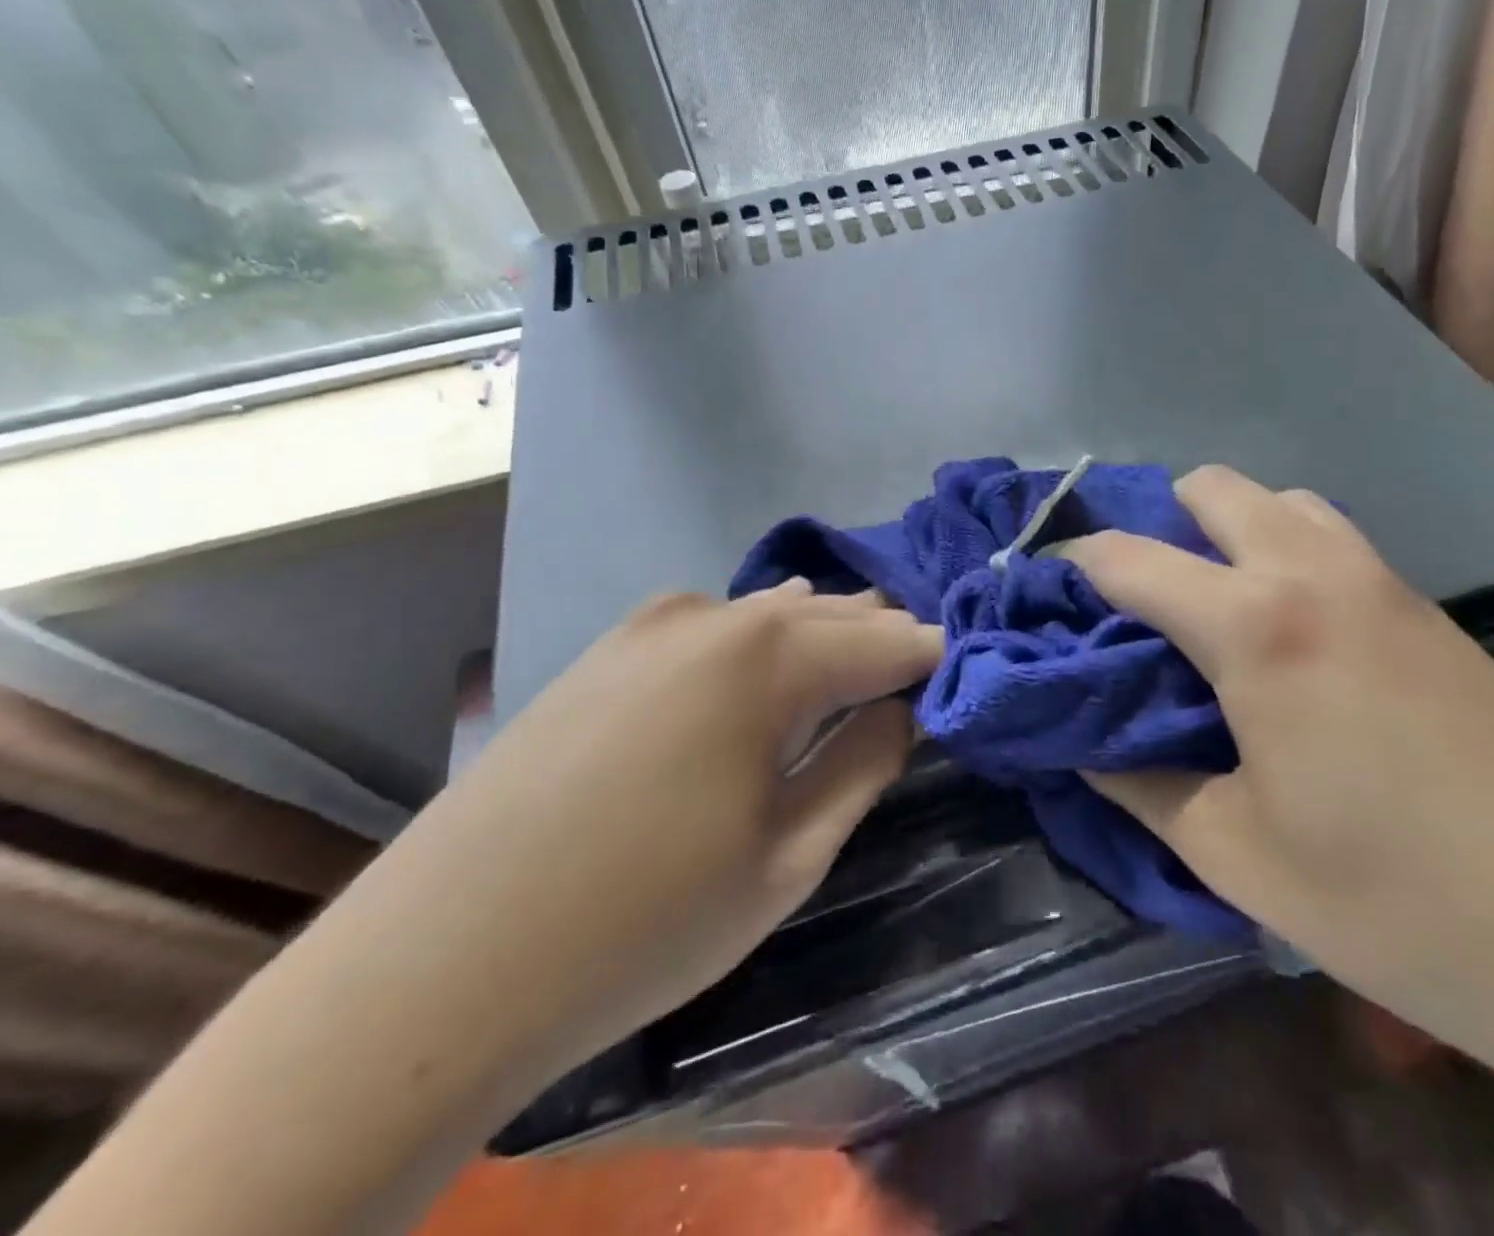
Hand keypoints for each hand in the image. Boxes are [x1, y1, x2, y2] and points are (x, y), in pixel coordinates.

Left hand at [382, 579, 940, 1070]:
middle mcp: (718, 616)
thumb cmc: (646, 919)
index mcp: (773, 656)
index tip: (970, 676)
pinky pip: (715, 626)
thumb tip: (900, 709)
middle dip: (885, 638)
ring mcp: (654, 624)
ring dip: (825, 633)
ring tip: (864, 654)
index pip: (890, 641)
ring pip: (773, 613)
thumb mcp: (789, 857)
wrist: (443, 960)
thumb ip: (863, 764)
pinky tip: (769, 654)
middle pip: (833, 614)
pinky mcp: (610, 648)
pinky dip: (761, 637)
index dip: (937, 658)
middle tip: (926, 669)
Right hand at [1063, 466, 1493, 1051]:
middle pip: (1210, 489)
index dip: (1069, 566)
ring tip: (1208, 610)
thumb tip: (1078, 742)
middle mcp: (1314, 572)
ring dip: (1226, 533)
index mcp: (1255, 626)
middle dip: (1153, 527)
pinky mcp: (1428, 609)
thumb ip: (1135, 783)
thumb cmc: (1397, 902)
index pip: (1128, 558)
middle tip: (1131, 606)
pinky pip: (1330, 540)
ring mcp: (1383, 581)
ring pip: (1280, 502)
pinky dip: (1282, 554)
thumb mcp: (1231, 853)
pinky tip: (1288, 636)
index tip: (1039, 593)